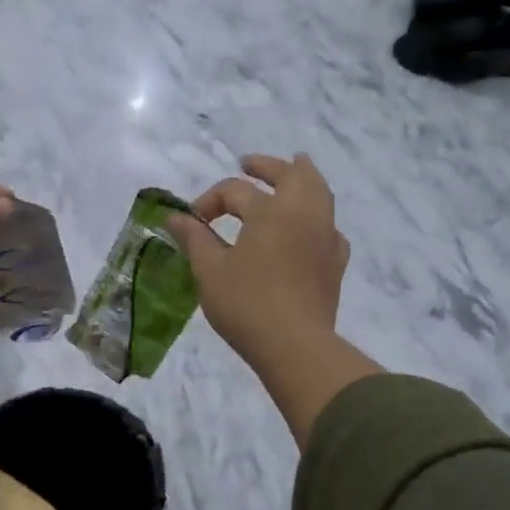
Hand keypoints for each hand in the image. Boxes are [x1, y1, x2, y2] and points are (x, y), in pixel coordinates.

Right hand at [169, 154, 379, 445]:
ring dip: (303, 179)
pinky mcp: (335, 262)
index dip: (209, 201)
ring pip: (320, 193)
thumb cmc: (246, 304)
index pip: (235, 191)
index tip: (192, 222)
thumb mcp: (209, 270)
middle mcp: (303, 214)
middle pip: (292, 174)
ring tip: (293, 172)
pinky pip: (330, 227)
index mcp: (271, 211)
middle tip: (249, 163)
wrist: (295, 346)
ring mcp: (325, 237)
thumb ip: (194, 238)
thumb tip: (174, 217)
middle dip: (268, 166)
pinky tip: (309, 228)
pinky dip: (318, 217)